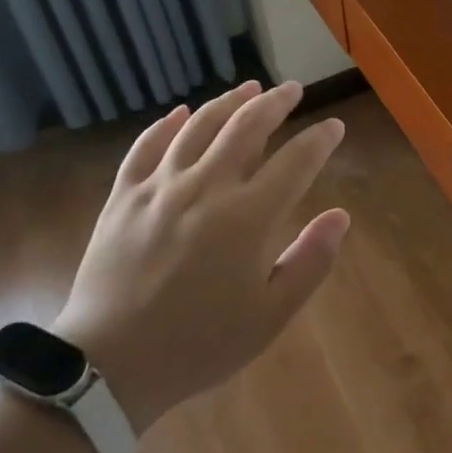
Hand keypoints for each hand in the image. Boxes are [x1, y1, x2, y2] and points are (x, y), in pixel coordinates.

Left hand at [52, 80, 348, 435]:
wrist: (110, 364)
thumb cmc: (199, 344)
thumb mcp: (270, 316)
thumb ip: (310, 261)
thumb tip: (341, 216)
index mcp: (247, 217)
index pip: (295, 161)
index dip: (319, 140)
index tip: (333, 126)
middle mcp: (205, 187)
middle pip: (246, 127)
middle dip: (275, 103)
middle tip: (292, 90)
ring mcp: (159, 187)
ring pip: (198, 126)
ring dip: (228, 102)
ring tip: (249, 87)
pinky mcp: (123, 196)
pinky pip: (146, 146)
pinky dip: (166, 125)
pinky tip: (180, 112)